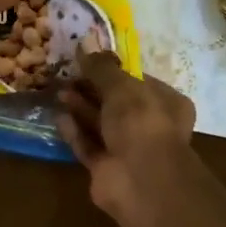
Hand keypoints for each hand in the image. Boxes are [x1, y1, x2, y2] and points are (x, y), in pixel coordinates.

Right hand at [56, 51, 198, 221]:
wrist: (140, 179)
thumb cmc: (141, 123)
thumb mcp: (121, 87)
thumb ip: (102, 69)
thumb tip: (84, 46)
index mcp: (166, 103)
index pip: (139, 82)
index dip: (113, 71)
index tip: (87, 62)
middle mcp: (150, 126)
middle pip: (117, 104)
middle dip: (92, 90)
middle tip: (68, 76)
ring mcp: (128, 150)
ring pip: (101, 125)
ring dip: (81, 109)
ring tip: (59, 92)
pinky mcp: (107, 169)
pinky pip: (89, 146)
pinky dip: (75, 133)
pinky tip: (59, 117)